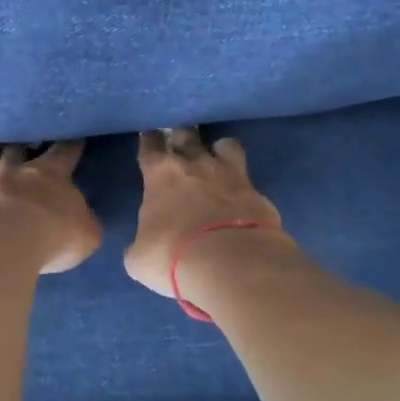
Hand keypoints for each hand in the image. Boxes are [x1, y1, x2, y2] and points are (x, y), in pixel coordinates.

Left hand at [0, 142, 101, 274]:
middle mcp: (15, 168)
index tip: (73, 137)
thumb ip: (85, 223)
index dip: (70, 144)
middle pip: (18, 145)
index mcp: (51, 175)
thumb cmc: (50, 238)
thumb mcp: (85, 236)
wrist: (1, 243)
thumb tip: (85, 220)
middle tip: (24, 141)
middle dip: (22, 142)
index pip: (64, 151)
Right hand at [124, 127, 289, 298]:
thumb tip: (144, 246)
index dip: (149, 141)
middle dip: (182, 136)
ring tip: (217, 161)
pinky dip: (242, 187)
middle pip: (187, 135)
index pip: (150, 145)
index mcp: (161, 174)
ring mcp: (232, 175)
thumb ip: (140, 243)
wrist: (232, 265)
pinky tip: (240, 199)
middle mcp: (196, 164)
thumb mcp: (139, 258)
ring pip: (226, 145)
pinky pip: (248, 180)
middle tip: (179, 144)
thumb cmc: (172, 256)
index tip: (150, 140)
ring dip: (219, 150)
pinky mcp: (259, 194)